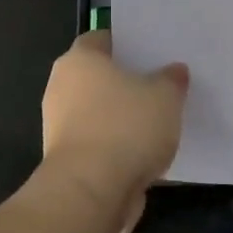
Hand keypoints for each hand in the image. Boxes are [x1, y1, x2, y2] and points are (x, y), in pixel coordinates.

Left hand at [41, 30, 187, 230]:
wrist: (90, 193)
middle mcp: (61, 87)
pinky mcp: (64, 161)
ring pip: (97, 113)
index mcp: (80, 59)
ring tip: (156, 124)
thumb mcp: (165, 96)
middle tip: (158, 86)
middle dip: (124, 83)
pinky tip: (142, 154)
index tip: (151, 54)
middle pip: (97, 77)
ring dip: (120, 119)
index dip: (127, 44)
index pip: (102, 39)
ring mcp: (58, 126)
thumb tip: (174, 71)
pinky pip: (96, 143)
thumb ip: (172, 80)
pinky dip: (114, 147)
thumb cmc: (126, 128)